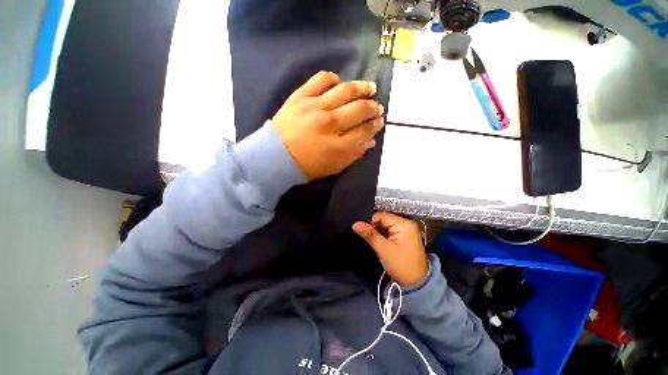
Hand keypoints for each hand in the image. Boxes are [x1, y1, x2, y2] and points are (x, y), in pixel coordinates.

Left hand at [272, 71, 384, 180]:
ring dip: (362, 88)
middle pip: (360, 109)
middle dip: (373, 107)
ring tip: (370, 88)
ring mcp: (315, 107)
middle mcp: (330, 123)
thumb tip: (370, 141)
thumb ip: (354, 155)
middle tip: (377, 107)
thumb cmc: (307, 166)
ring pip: (345, 91)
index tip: (380, 121)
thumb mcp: (334, 167)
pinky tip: (339, 83)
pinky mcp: (301, 96)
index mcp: (338, 145)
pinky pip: (321, 80)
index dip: (375, 125)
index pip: (365, 130)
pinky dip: (333, 79)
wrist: (276, 156)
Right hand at [353, 212, 428, 286]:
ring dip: (376, 231)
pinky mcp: (402, 236)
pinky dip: (381, 235)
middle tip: (364, 235)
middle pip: (383, 219)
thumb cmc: (402, 266)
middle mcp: (406, 224)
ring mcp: (405, 230)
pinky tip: (376, 240)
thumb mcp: (384, 250)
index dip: (369, 221)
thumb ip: (369, 235)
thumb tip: (355, 224)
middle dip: (373, 226)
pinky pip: (388, 231)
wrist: (416, 284)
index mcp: (404, 224)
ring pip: (384, 225)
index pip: (381, 215)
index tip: (360, 229)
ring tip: (368, 238)